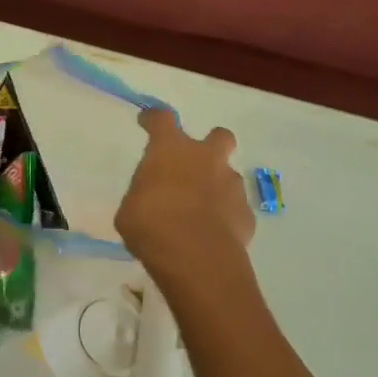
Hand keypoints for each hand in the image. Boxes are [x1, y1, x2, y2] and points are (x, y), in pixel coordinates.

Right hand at [115, 106, 255, 297]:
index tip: (148, 121)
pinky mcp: (246, 213)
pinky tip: (213, 233)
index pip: (162, 119)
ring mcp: (230, 184)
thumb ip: (142, 195)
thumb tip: (150, 199)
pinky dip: (226, 215)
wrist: (196, 258)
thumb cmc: (152, 225)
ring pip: (229, 174)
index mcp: (170, 149)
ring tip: (202, 209)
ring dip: (217, 185)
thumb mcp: (130, 210)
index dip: (154, 118)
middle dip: (211, 144)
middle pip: (219, 136)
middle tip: (196, 163)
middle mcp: (205, 158)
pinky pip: (236, 208)